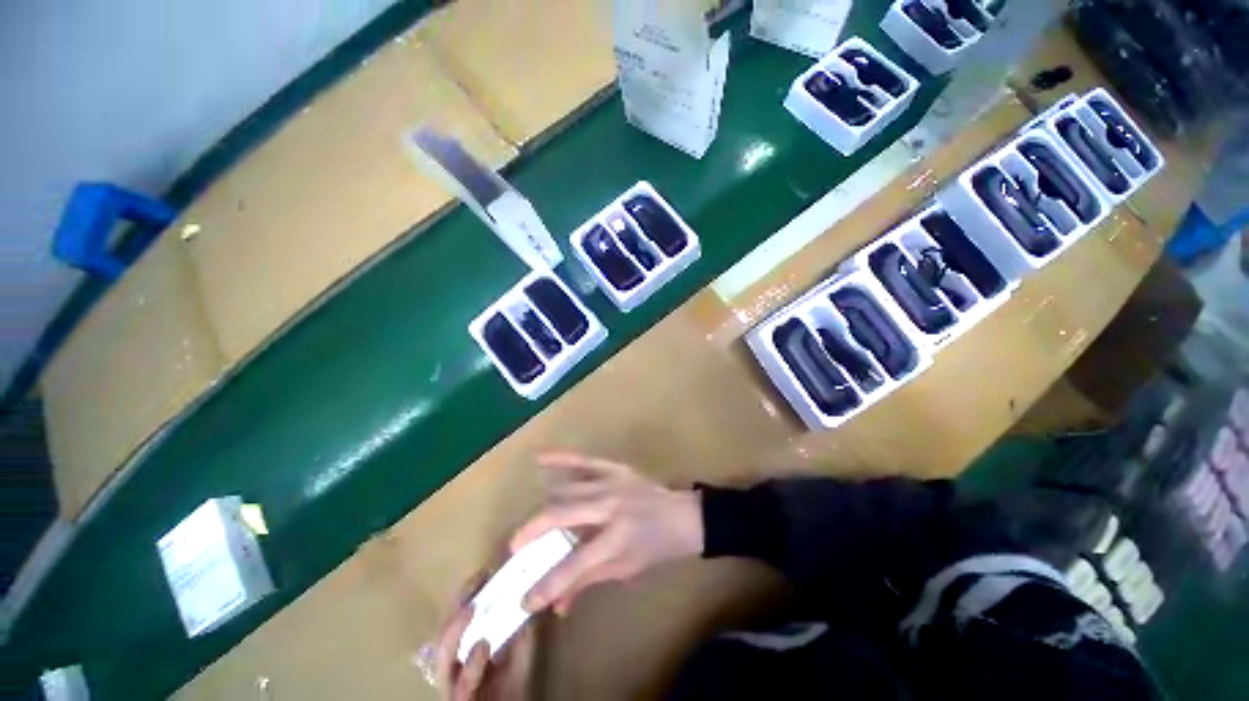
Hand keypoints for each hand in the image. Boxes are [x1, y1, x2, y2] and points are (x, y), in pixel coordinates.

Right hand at [434, 566, 537, 700]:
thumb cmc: (511, 691)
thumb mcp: (520, 653)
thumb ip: (522, 629)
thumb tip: (531, 595)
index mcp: (467, 649)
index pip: (461, 616)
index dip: (469, 593)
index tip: (485, 571)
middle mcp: (456, 665)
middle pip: (446, 631)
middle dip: (458, 604)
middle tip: (476, 583)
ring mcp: (454, 685)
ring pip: (444, 656)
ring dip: (455, 630)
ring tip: (471, 608)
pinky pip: (461, 685)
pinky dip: (471, 665)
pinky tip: (482, 646)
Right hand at [510, 451, 703, 615]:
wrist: (681, 516)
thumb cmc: (655, 547)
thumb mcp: (625, 569)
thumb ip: (587, 582)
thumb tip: (556, 605)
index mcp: (616, 539)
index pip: (573, 566)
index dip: (547, 585)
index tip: (524, 599)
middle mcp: (610, 507)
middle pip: (560, 516)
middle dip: (531, 533)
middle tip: (515, 549)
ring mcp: (611, 483)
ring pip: (566, 490)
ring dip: (544, 507)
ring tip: (532, 524)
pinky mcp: (614, 468)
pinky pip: (582, 460)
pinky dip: (560, 458)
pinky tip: (539, 458)